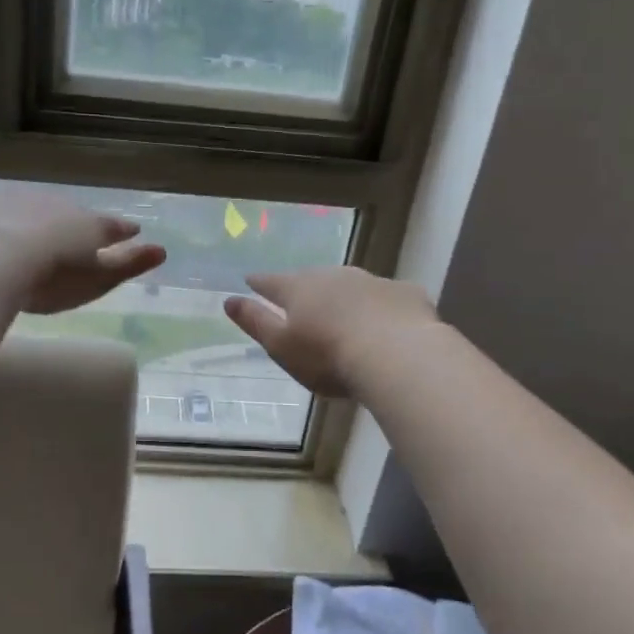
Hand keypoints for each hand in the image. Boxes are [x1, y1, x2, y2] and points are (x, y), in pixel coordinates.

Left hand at [0, 190, 165, 314]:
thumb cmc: (52, 276)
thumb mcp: (97, 279)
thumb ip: (128, 265)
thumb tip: (162, 250)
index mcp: (90, 224)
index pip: (113, 226)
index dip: (123, 231)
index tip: (133, 231)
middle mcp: (60, 205)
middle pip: (74, 214)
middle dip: (79, 224)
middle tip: (79, 237)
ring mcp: (21, 202)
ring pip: (39, 210)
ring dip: (42, 221)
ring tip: (40, 237)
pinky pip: (4, 215)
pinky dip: (7, 224)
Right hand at [224, 268, 439, 397]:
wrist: (398, 355)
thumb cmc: (329, 356)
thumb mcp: (282, 346)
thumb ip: (255, 322)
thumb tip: (228, 300)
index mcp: (299, 290)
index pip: (271, 282)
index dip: (259, 283)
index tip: (250, 280)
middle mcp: (333, 276)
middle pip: (312, 279)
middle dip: (304, 287)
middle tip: (300, 299)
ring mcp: (372, 281)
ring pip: (351, 284)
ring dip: (344, 295)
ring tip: (342, 311)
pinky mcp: (405, 294)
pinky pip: (387, 298)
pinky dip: (381, 307)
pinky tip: (387, 323)